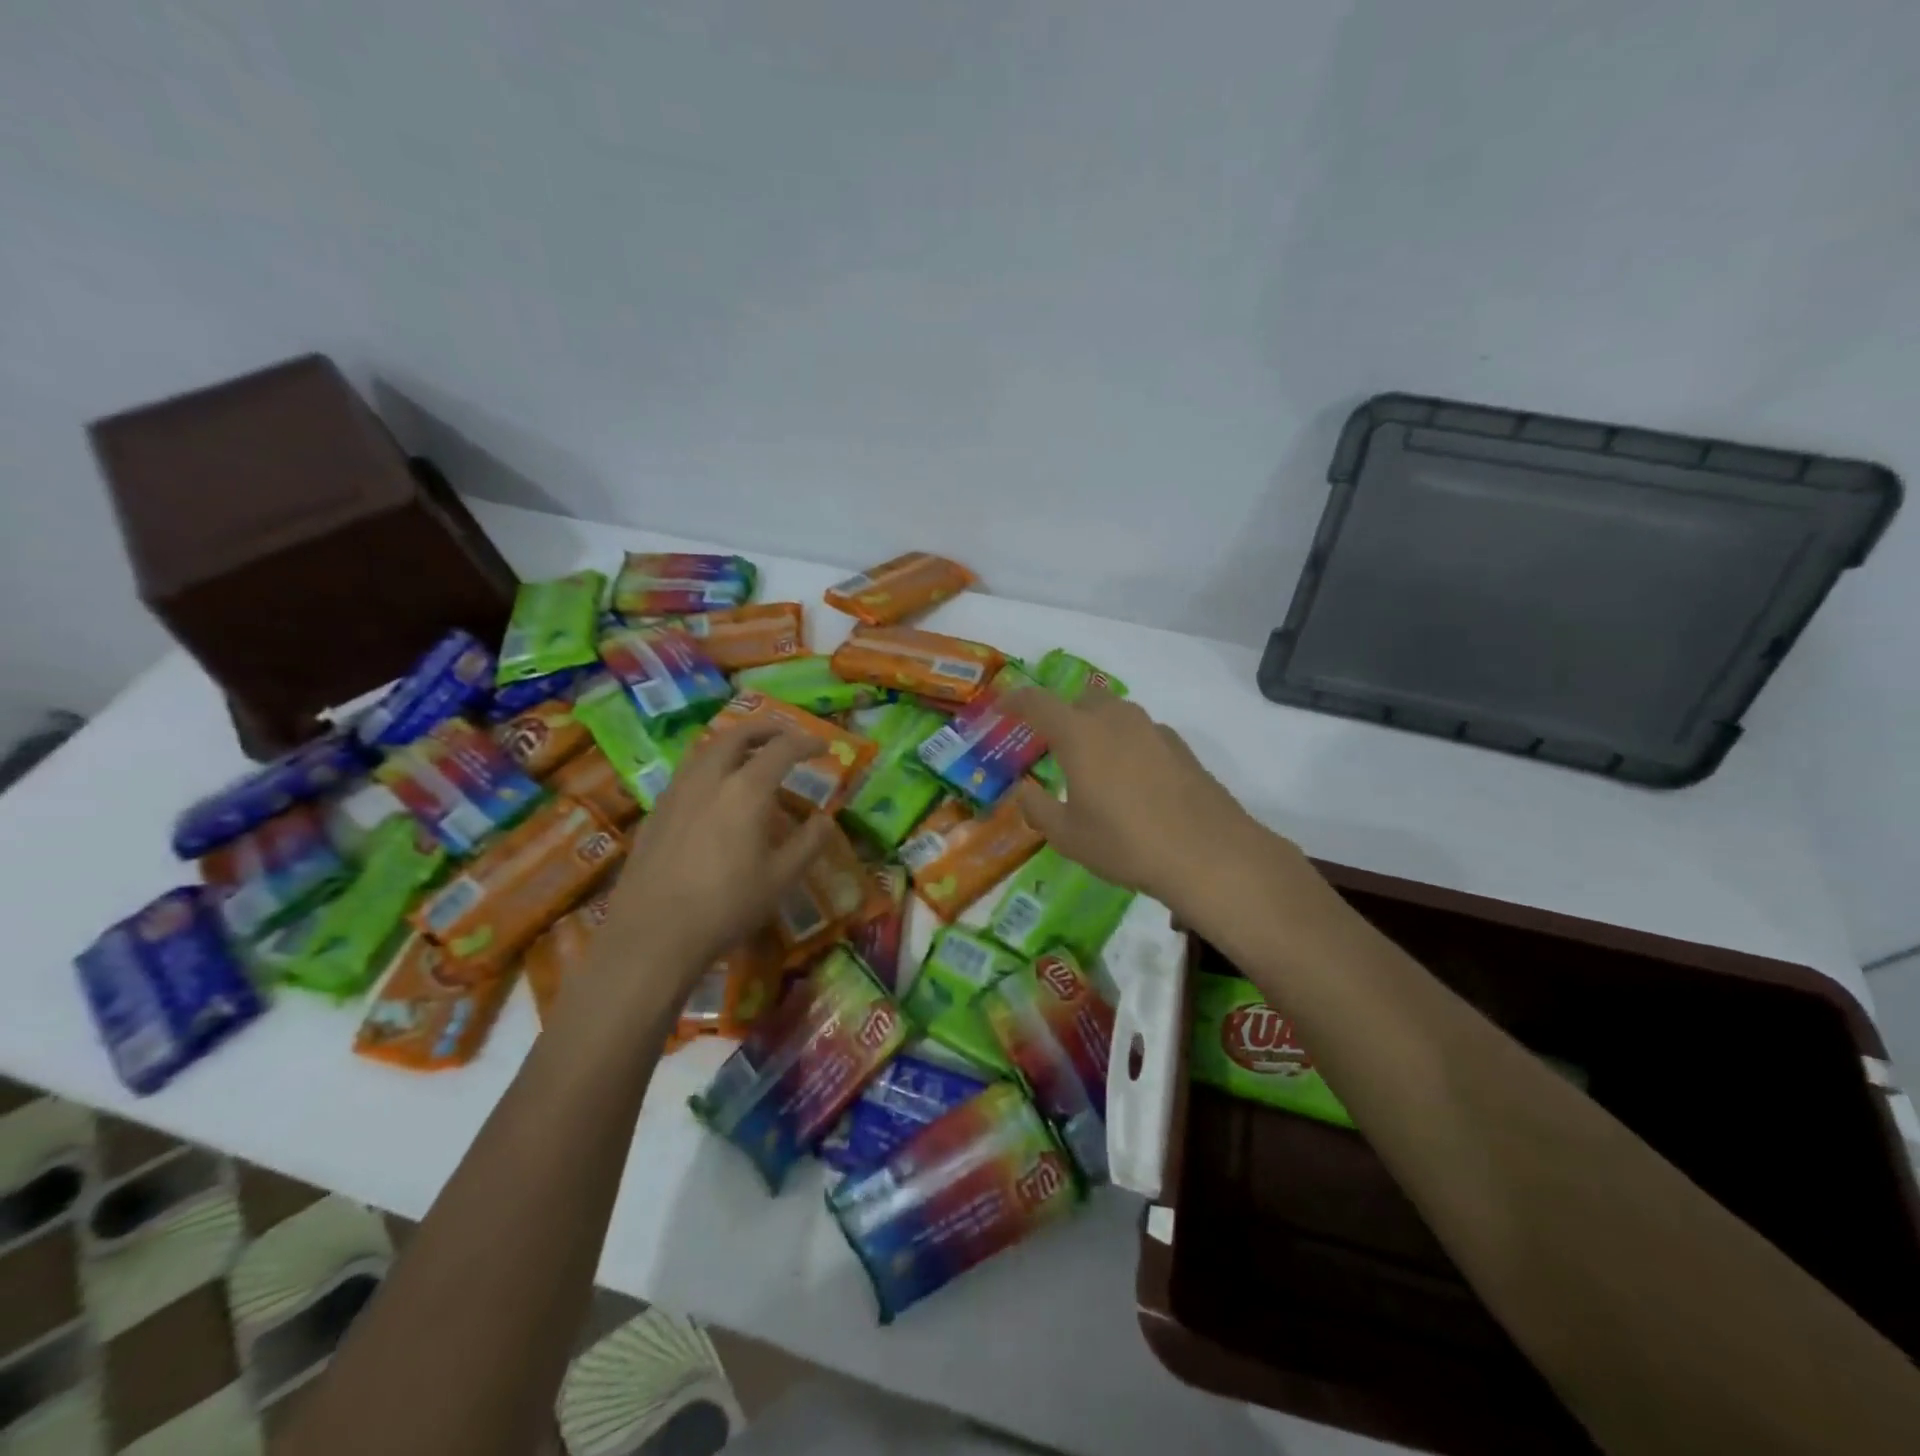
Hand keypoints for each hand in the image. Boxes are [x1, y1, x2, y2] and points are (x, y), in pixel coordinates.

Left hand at [602, 722, 832, 982]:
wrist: (652, 933)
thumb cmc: (726, 906)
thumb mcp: (781, 879)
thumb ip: (809, 843)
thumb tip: (826, 819)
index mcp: (746, 790)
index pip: (782, 749)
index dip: (806, 742)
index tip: (824, 746)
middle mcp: (709, 778)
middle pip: (737, 736)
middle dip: (766, 729)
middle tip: (785, 735)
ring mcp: (676, 792)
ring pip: (706, 749)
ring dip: (733, 742)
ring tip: (748, 754)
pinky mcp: (655, 811)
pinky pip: (687, 771)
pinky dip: (709, 765)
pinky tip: (713, 790)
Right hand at [1002, 687, 1271, 917]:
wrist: (1208, 853)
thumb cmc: (1125, 843)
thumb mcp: (1068, 836)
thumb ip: (1038, 808)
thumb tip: (1025, 791)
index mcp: (1080, 734)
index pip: (1038, 703)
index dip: (1016, 701)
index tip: (1004, 707)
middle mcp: (1116, 720)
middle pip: (1081, 701)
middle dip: (1063, 715)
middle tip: (1054, 745)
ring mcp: (1153, 730)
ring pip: (1116, 714)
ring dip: (1098, 728)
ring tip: (1095, 765)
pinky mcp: (1180, 747)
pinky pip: (1142, 734)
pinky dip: (1128, 745)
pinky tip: (1133, 781)